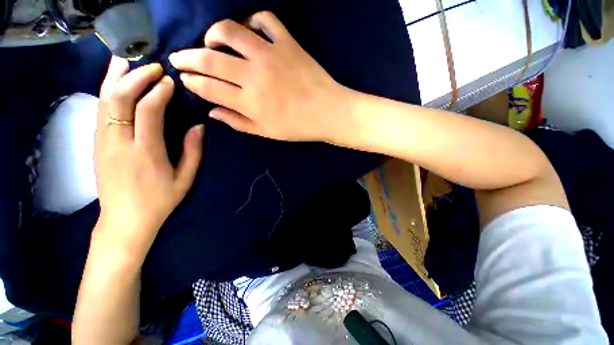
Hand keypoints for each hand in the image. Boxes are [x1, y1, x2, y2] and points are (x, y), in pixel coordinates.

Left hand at [94, 56, 203, 260]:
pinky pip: (100, 110)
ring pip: (104, 100)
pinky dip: (107, 91)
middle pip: (120, 98)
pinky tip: (114, 82)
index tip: (170, 81)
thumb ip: (193, 152)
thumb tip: (198, 126)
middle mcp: (119, 143)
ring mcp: (103, 142)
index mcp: (146, 153)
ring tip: (126, 60)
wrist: (124, 220)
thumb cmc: (160, 200)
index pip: (148, 111)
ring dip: (115, 77)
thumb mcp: (185, 179)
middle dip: (136, 77)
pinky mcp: (96, 144)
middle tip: (152, 66)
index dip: (158, 92)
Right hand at [169, 11, 349, 141]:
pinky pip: (265, 19)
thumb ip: (238, 122)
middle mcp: (254, 75)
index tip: (184, 79)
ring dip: (213, 35)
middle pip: (209, 59)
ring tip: (211, 42)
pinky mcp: (288, 42)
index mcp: (250, 102)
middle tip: (179, 58)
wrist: (328, 113)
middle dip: (187, 58)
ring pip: (230, 30)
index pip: (208, 88)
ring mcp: (271, 54)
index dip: (192, 83)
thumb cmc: (298, 127)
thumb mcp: (267, 132)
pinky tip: (249, 30)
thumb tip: (211, 112)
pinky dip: (252, 20)